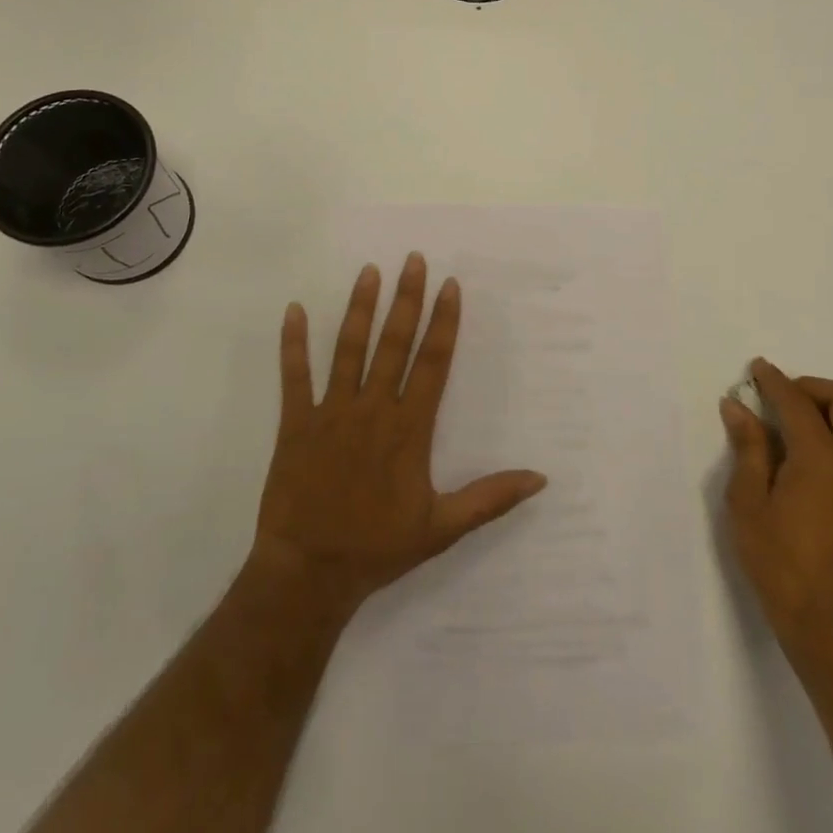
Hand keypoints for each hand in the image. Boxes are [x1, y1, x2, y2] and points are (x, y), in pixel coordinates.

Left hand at [250, 253, 547, 619]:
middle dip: (406, 299)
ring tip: (369, 271)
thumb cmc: (378, 547)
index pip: (432, 362)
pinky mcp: (296, 423)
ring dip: (359, 308)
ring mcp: (331, 412)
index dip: (444, 322)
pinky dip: (293, 343)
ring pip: (348, 349)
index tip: (449, 286)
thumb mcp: (442, 527)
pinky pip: (294, 376)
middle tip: (413, 260)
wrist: (309, 573)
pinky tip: (293, 309)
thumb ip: (490, 498)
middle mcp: (373, 409)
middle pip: (394, 343)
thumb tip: (540, 478)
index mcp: (409, 428)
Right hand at [720, 358, 832, 643]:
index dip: (774, 381)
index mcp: (821, 457)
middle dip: (813, 388)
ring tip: (807, 420)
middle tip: (781, 398)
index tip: (756, 368)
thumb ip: (748, 447)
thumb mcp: (748, 501)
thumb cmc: (777, 559)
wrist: (823, 618)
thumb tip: (737, 406)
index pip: (797, 403)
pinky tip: (825, 449)